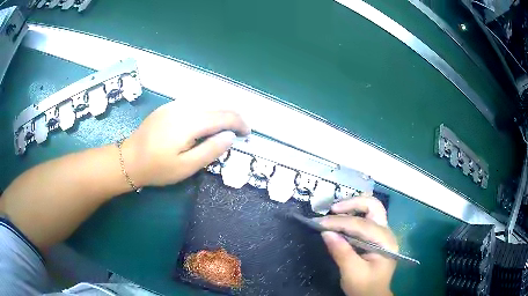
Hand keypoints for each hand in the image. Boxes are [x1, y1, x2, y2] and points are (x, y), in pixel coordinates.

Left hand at [122, 101, 250, 186]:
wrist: (128, 159)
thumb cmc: (157, 168)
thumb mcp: (186, 167)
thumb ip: (210, 150)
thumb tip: (230, 136)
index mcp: (190, 122)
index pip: (224, 116)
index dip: (239, 123)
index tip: (247, 134)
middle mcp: (184, 107)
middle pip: (217, 105)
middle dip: (233, 116)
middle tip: (240, 131)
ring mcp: (175, 105)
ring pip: (207, 102)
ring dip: (221, 113)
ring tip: (226, 128)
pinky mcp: (168, 107)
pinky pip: (195, 104)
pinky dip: (207, 110)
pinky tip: (206, 122)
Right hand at [319, 194, 397, 295]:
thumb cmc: (365, 287)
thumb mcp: (352, 273)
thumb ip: (341, 252)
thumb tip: (326, 232)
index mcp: (385, 242)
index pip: (362, 224)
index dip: (339, 222)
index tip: (318, 223)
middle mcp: (387, 233)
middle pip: (373, 206)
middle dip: (352, 204)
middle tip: (332, 210)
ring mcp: (383, 233)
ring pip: (370, 209)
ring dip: (352, 207)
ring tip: (334, 213)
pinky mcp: (376, 237)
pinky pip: (366, 218)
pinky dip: (353, 215)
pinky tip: (341, 220)